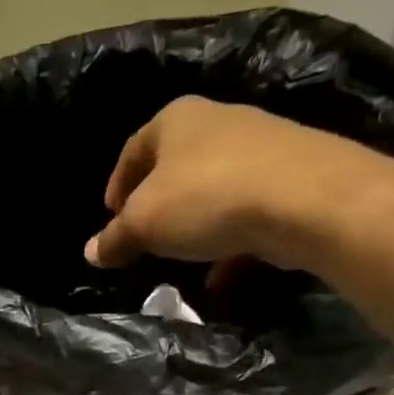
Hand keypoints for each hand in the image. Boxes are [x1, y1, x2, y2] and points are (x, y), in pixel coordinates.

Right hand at [85, 96, 371, 277]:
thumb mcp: (144, 224)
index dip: (117, 185)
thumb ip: (115, 238)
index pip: (133, 149)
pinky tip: (222, 275)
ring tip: (182, 258)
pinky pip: (246, 211)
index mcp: (175, 120)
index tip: (110, 218)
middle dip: (157, 206)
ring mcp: (259, 145)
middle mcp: (218, 121)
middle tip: (144, 238)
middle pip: (175, 167)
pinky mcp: (290, 175)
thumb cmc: (205, 199)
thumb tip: (91, 252)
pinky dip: (230, 242)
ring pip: (212, 189)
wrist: (303, 199)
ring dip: (194, 225)